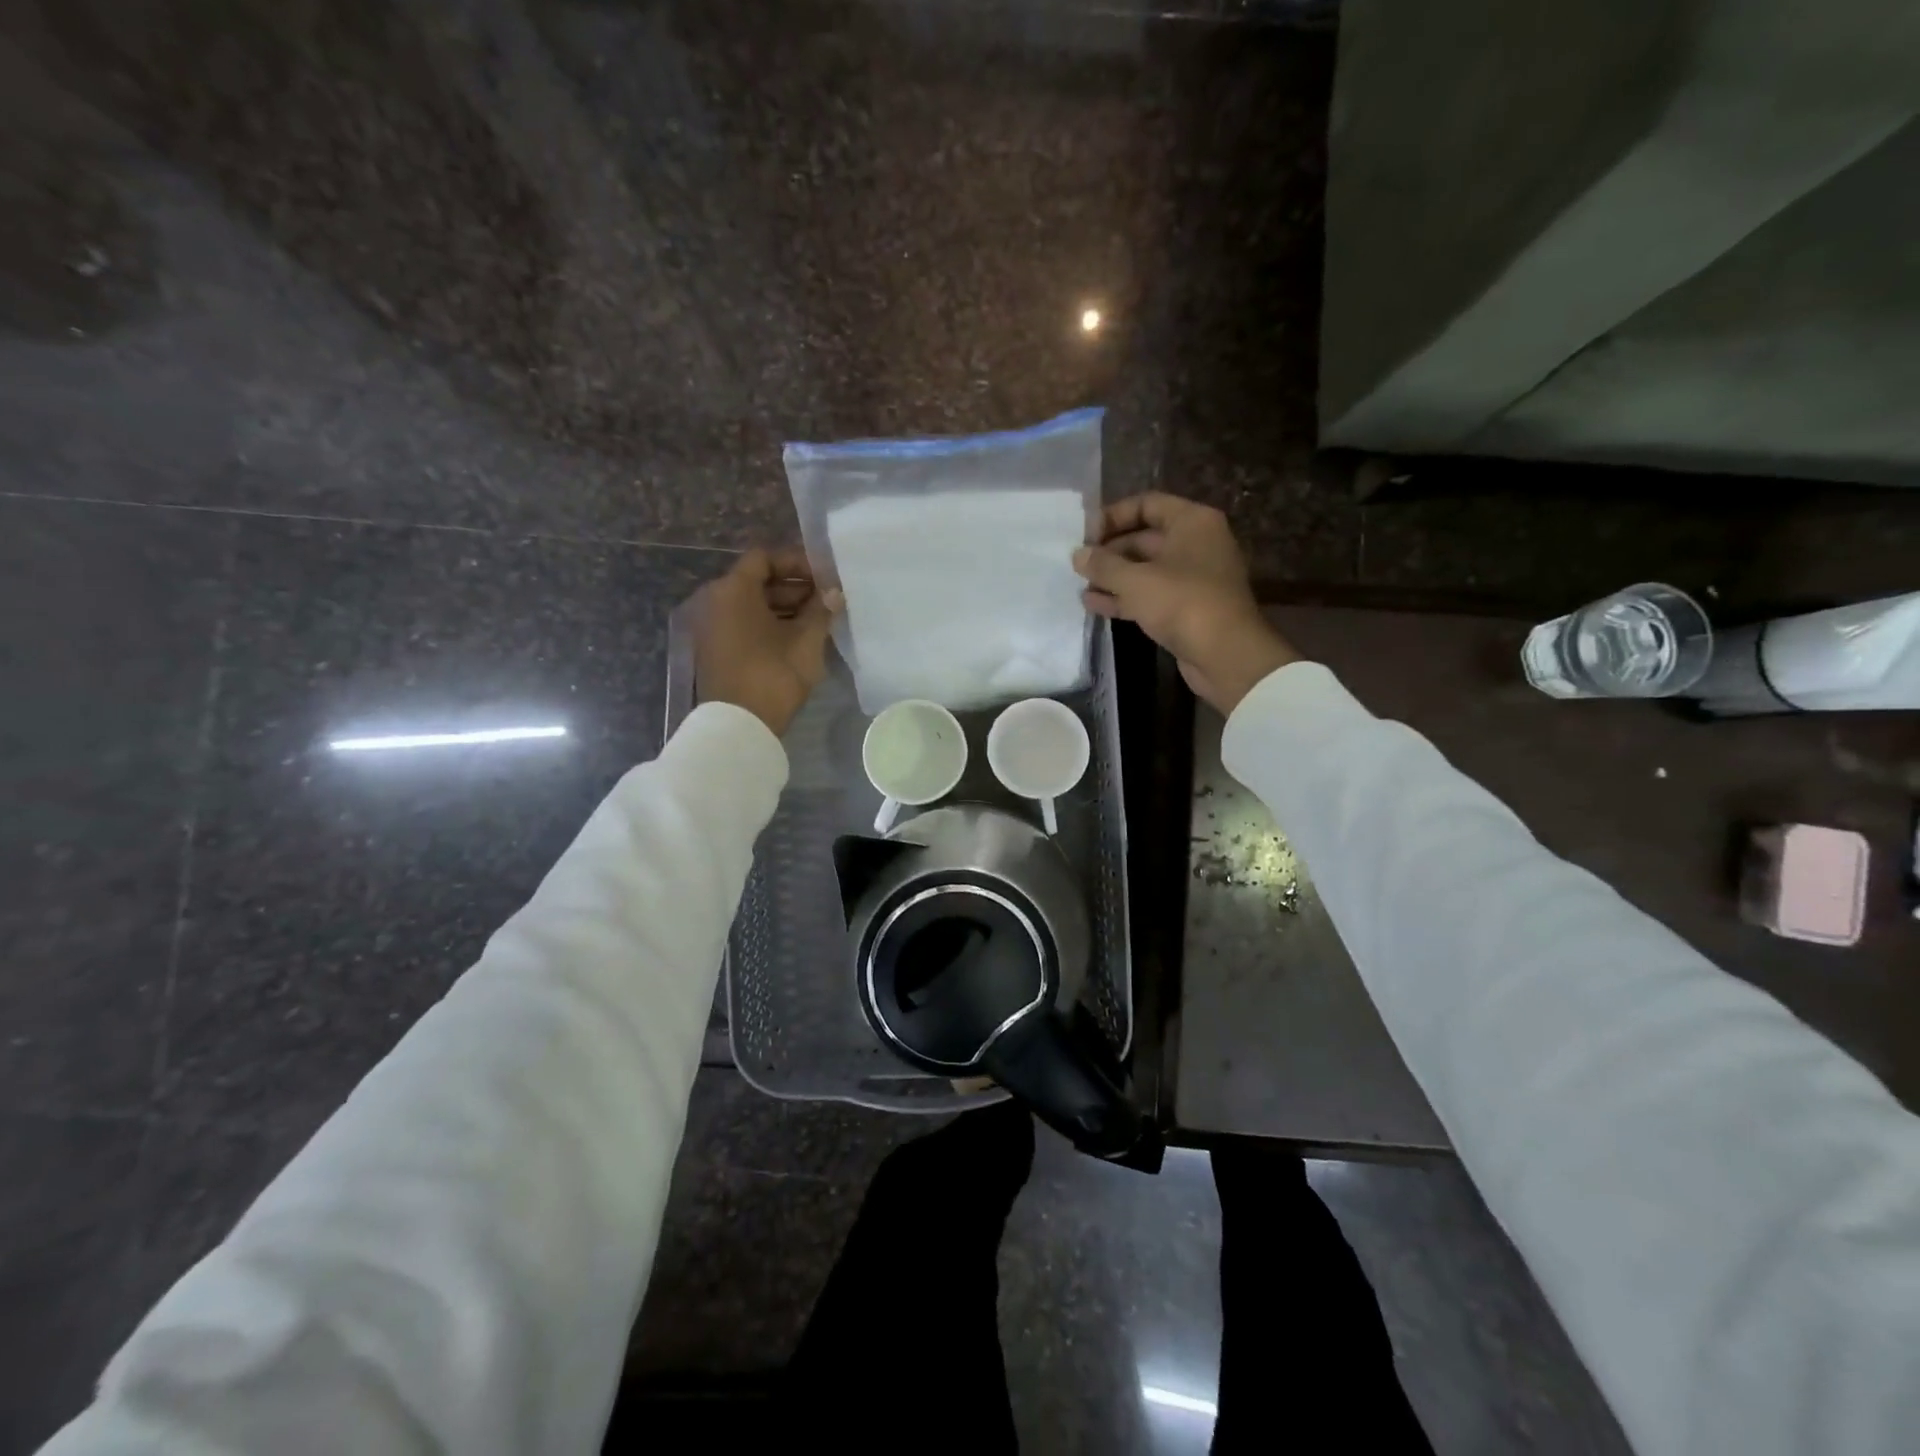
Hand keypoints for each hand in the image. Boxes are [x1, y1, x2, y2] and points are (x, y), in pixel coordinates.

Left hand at [695, 548, 840, 736]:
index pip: (764, 558)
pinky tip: (800, 637)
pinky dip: (771, 625)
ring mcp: (714, 628)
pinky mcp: (719, 650)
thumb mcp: (805, 640)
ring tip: (820, 619)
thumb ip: (821, 610)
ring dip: (786, 607)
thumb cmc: (773, 674)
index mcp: (733, 590)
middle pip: (758, 581)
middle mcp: (717, 602)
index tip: (823, 576)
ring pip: (753, 605)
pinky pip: (746, 624)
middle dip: (795, 587)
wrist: (739, 726)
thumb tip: (834, 593)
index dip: (796, 562)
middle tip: (827, 599)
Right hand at [1073, 492, 1299, 713]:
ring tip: (1080, 585)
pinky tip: (1094, 605)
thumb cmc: (1182, 603)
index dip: (1113, 516)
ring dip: (1113, 577)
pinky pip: (1150, 595)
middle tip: (1077, 563)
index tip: (1084, 534)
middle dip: (1109, 551)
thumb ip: (1103, 564)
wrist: (1224, 655)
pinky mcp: (1187, 608)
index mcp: (1192, 522)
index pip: (1147, 504)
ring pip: (1145, 569)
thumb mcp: (1135, 580)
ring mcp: (1193, 578)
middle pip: (1144, 538)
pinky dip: (1124, 598)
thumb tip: (1078, 554)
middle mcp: (1196, 543)